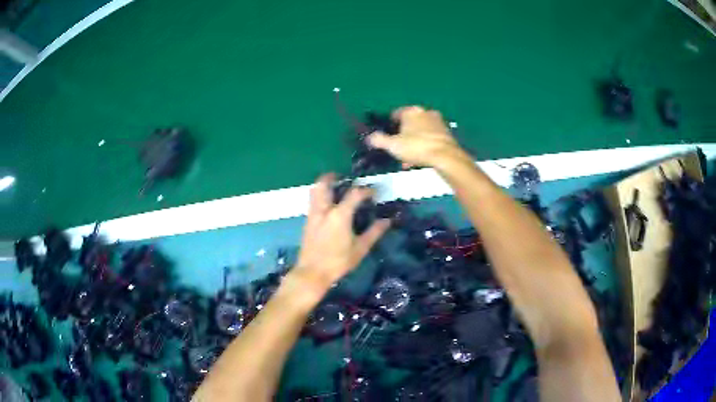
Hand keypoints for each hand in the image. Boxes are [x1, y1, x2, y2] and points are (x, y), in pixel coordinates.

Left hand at [292, 173, 389, 295]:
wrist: (312, 273)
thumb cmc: (338, 262)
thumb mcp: (360, 249)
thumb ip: (374, 233)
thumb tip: (387, 221)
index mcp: (340, 215)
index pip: (355, 194)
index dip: (366, 190)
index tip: (374, 192)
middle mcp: (324, 210)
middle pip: (324, 183)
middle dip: (332, 176)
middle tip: (343, 177)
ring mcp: (313, 215)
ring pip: (315, 191)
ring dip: (324, 185)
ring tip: (335, 188)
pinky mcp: (307, 222)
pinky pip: (313, 201)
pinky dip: (320, 196)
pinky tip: (328, 206)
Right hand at [367, 106, 464, 168]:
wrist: (445, 156)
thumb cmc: (416, 147)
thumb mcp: (393, 145)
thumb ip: (379, 140)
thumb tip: (370, 137)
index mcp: (411, 111)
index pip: (396, 114)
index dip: (390, 125)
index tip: (388, 137)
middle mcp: (425, 112)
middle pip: (410, 123)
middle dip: (403, 136)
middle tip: (399, 149)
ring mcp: (438, 121)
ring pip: (421, 131)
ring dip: (414, 142)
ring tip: (410, 158)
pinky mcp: (447, 132)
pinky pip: (431, 137)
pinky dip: (425, 145)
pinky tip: (422, 158)